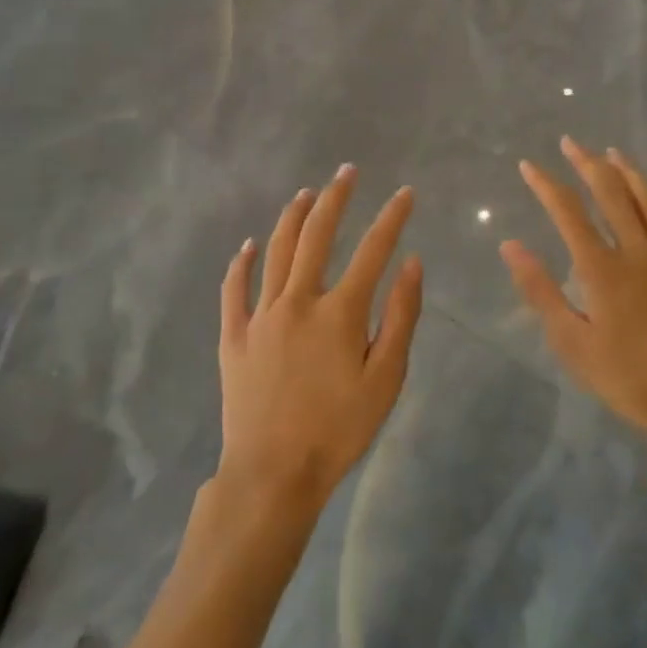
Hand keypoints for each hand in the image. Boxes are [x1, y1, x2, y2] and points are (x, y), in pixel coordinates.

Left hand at [218, 166, 422, 511]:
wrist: (272, 476)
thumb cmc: (338, 431)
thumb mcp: (385, 380)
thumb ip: (400, 317)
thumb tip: (412, 262)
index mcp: (339, 312)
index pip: (373, 250)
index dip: (392, 218)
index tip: (405, 194)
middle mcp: (298, 300)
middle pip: (317, 234)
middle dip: (336, 197)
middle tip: (347, 172)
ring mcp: (261, 315)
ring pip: (276, 250)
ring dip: (292, 216)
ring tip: (306, 193)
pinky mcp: (234, 336)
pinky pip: (234, 289)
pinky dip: (241, 263)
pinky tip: (249, 245)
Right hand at [503, 138, 646, 472]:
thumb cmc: (633, 381)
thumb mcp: (574, 345)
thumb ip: (541, 291)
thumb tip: (511, 245)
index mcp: (602, 267)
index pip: (568, 212)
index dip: (546, 185)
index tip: (529, 165)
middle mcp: (639, 249)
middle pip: (611, 193)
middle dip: (587, 164)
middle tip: (571, 143)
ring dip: (631, 173)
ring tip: (615, 153)